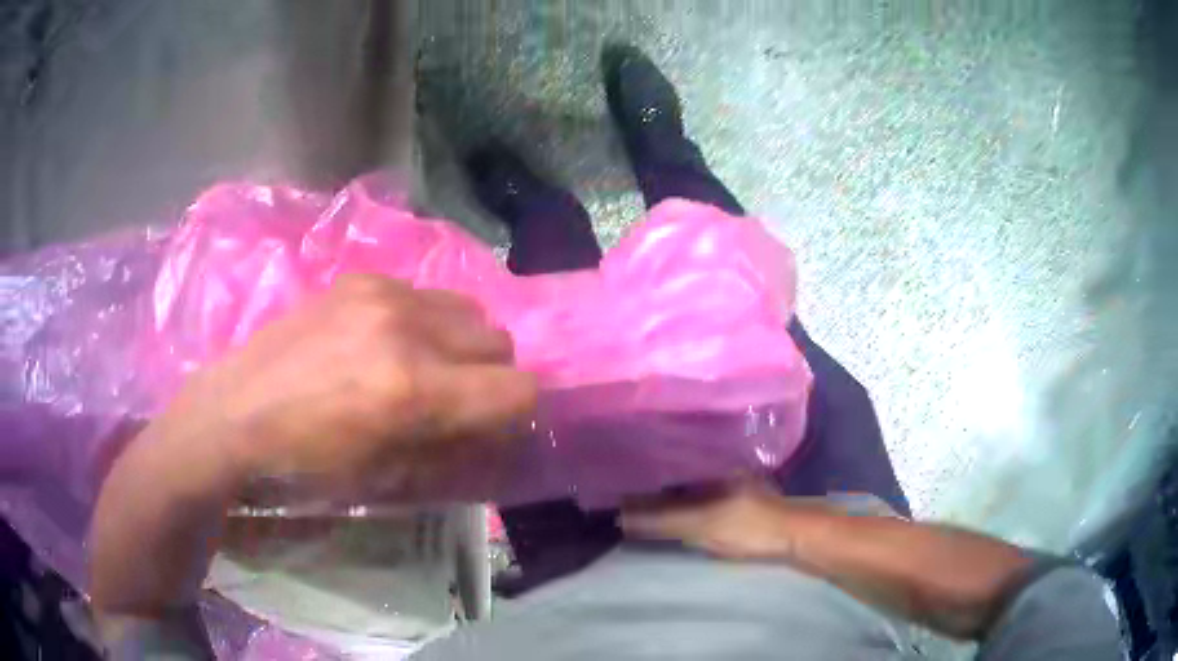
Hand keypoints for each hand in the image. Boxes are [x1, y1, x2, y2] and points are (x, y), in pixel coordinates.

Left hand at [91, 275, 536, 615]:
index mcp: (412, 388)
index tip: (493, 427)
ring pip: (467, 309)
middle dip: (490, 375)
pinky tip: (384, 343)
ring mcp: (381, 294)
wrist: (235, 412)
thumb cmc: (306, 462)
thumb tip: (496, 436)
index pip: (518, 388)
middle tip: (455, 399)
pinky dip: (424, 321)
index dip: (517, 413)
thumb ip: (453, 451)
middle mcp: (405, 328)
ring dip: (461, 342)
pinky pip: (423, 294)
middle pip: (499, 340)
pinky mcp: (359, 279)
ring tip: (422, 365)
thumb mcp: (387, 476)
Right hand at [622, 481, 831, 560]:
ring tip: (641, 497)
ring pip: (691, 483)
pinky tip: (673, 508)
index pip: (670, 460)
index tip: (620, 476)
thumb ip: (662, 521)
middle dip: (655, 478)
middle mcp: (721, 466)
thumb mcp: (703, 525)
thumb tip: (621, 517)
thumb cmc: (749, 526)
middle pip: (679, 471)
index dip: (646, 470)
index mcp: (713, 464)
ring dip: (670, 491)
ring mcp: (732, 482)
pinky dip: (685, 501)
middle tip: (625, 487)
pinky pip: (702, 494)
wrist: (796, 536)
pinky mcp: (738, 498)